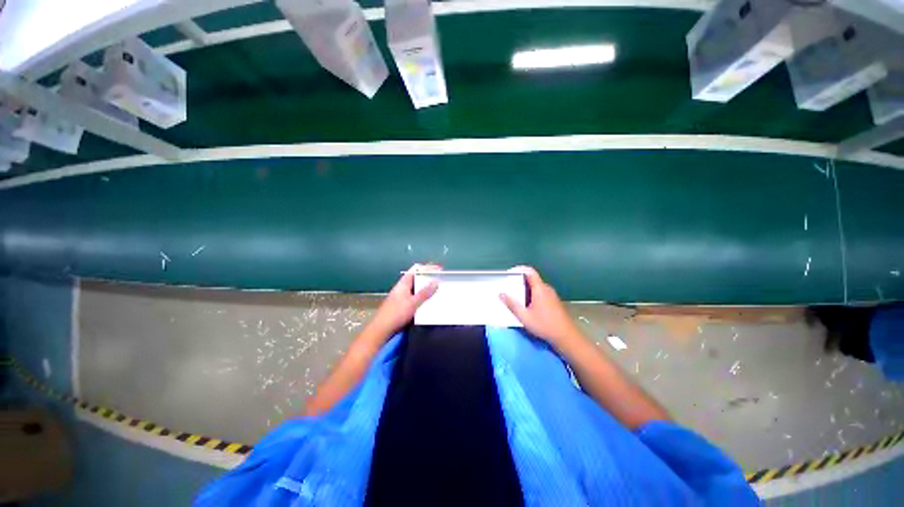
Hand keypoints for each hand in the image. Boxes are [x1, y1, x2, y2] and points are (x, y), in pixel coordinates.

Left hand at [367, 263, 439, 338]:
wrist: (382, 329)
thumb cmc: (396, 313)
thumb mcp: (413, 302)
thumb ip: (425, 292)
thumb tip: (436, 281)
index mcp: (403, 283)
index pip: (415, 269)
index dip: (427, 268)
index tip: (439, 269)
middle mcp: (402, 288)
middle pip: (417, 279)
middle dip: (428, 278)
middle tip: (441, 280)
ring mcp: (402, 297)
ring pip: (416, 289)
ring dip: (426, 289)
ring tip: (438, 290)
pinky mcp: (403, 306)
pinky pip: (415, 298)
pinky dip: (423, 297)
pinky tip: (430, 302)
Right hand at [500, 266, 582, 347]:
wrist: (566, 337)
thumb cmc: (545, 325)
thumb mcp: (524, 317)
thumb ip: (512, 304)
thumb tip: (501, 294)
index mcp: (540, 289)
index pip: (529, 271)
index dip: (518, 269)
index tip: (509, 273)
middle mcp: (546, 289)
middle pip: (532, 279)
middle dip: (519, 281)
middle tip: (508, 286)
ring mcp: (551, 295)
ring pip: (535, 286)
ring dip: (525, 289)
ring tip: (515, 296)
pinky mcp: (553, 301)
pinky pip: (540, 292)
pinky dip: (531, 294)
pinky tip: (526, 305)